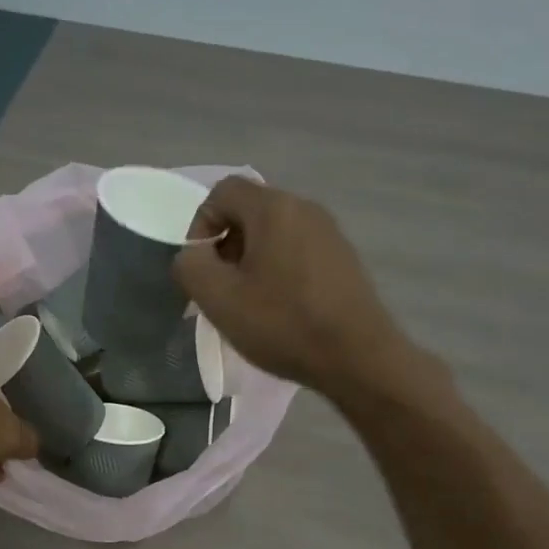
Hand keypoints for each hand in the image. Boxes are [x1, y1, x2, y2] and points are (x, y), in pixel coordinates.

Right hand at [172, 178, 411, 397]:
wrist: (358, 357)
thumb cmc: (283, 324)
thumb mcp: (219, 299)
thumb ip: (191, 266)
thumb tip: (193, 255)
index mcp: (274, 208)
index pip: (222, 191)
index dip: (200, 225)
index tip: (201, 268)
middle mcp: (305, 208)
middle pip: (249, 212)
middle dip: (225, 246)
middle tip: (221, 290)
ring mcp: (330, 234)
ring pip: (274, 234)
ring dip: (251, 262)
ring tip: (248, 304)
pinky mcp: (344, 260)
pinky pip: (297, 252)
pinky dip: (278, 271)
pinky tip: (280, 310)